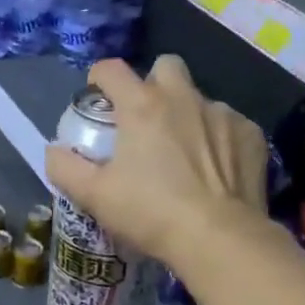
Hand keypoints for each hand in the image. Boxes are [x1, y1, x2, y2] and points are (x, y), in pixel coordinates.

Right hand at [44, 57, 267, 271]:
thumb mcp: (94, 196)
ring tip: (185, 154)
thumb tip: (53, 151)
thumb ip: (65, 168)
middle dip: (153, 83)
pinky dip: (218, 139)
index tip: (97, 95)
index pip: (112, 69)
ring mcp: (222, 113)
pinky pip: (229, 125)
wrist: (219, 238)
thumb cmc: (150, 213)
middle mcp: (183, 98)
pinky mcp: (250, 134)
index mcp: (141, 106)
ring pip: (199, 99)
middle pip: (165, 66)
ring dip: (187, 115)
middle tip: (146, 118)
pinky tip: (215, 170)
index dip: (99, 77)